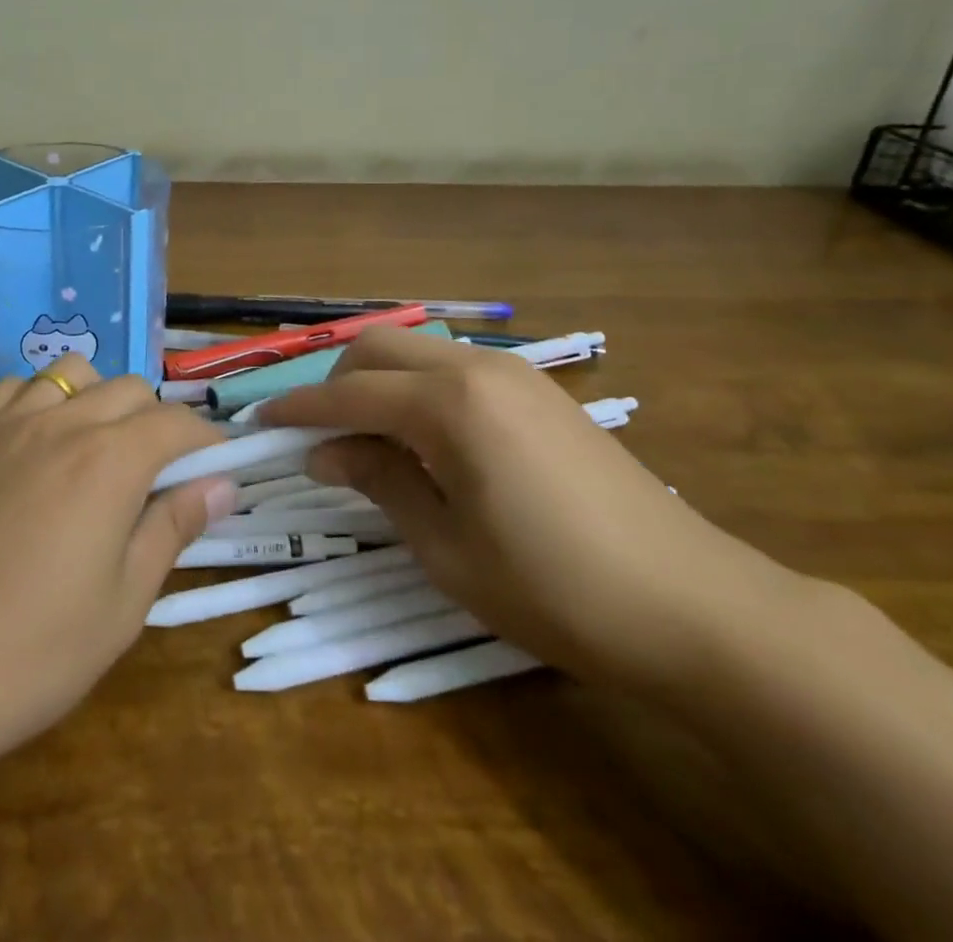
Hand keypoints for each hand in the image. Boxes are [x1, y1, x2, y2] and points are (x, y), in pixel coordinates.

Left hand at [0, 357, 232, 777]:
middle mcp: (62, 422)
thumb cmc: (28, 651)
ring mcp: (6, 424)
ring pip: (72, 374)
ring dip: (100, 399)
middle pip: (129, 389)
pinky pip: (16, 389)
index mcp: (110, 460)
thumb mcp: (122, 604)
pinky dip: (43, 399)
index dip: (206, 440)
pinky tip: (38, 445)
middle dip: (157, 421)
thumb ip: (173, 529)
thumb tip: (221, 486)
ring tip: (98, 450)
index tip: (218, 469)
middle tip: (159, 475)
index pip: (176, 423)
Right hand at [260, 328, 801, 697]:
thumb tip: (325, 453)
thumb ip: (379, 482)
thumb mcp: (446, 548)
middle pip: (379, 348)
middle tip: (319, 437)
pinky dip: (419, 388)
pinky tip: (424, 438)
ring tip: (368, 440)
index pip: (349, 394)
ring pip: (419, 351)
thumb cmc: (554, 588)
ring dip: (379, 381)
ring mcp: (515, 374)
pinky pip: (456, 368)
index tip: (261, 425)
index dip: (299, 410)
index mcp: (449, 404)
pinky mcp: (541, 391)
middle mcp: (478, 368)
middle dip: (336, 383)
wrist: (692, 604)